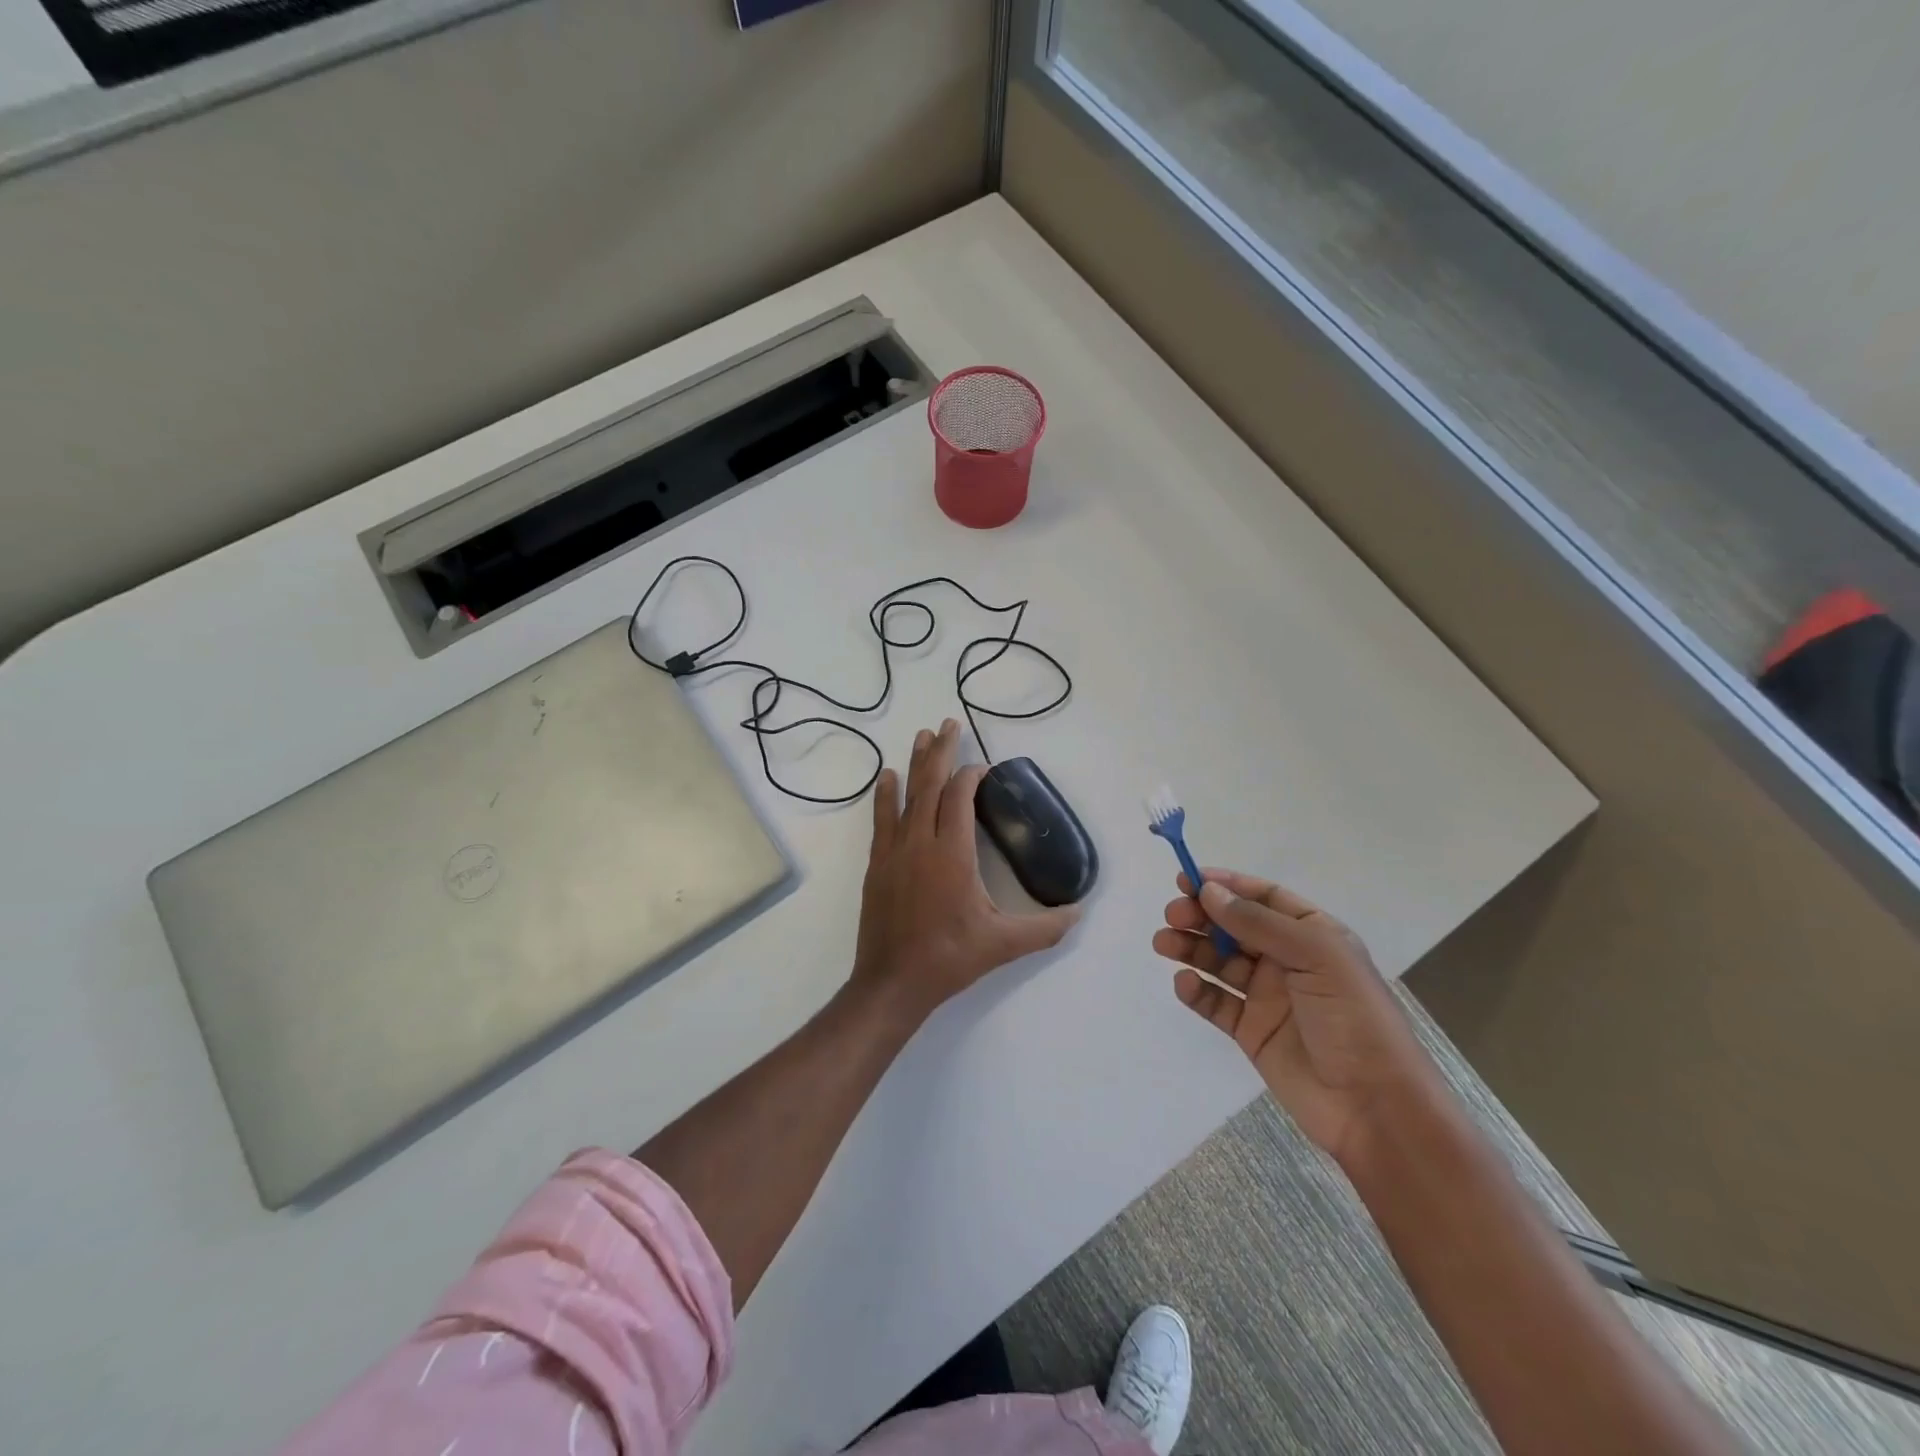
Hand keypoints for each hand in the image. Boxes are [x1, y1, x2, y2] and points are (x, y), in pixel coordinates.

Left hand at [850, 719, 1080, 1022]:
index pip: (959, 797)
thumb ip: (1045, 928)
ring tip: (920, 736)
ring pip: (905, 796)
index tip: (983, 768)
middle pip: (930, 785)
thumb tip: (1079, 913)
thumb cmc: (949, 958)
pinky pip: (881, 819)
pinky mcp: (877, 865)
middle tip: (947, 724)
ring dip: (914, 764)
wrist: (892, 982)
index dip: (971, 776)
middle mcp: (920, 842)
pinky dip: (885, 795)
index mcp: (952, 854)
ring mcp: (894, 852)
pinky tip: (886, 778)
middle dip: (940, 751)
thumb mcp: (1004, 944)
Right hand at [1152, 869, 1435, 1166]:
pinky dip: (1196, 990)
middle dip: (1201, 916)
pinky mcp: (1251, 1031)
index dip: (1225, 885)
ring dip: (1191, 947)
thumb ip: (1259, 923)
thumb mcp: (1317, 957)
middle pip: (1234, 926)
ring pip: (1219, 961)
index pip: (1262, 897)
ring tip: (1164, 944)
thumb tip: (1209, 891)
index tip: (1187, 879)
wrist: (1375, 1108)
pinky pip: (1216, 1002)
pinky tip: (1185, 984)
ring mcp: (1268, 996)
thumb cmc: (1355, 1020)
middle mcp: (1288, 960)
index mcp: (1312, 935)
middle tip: (1173, 915)